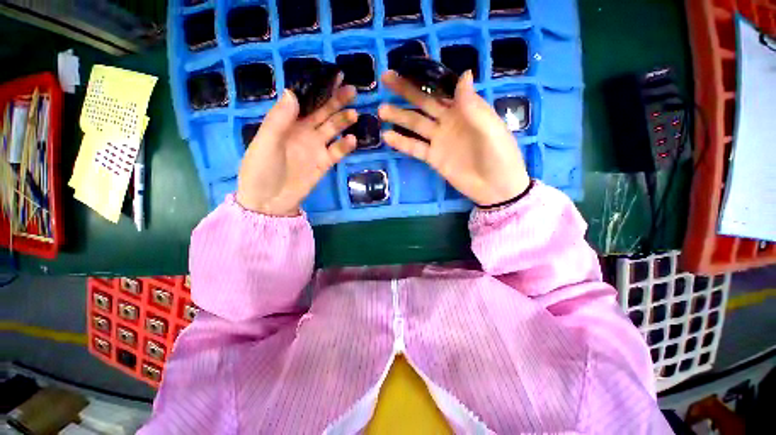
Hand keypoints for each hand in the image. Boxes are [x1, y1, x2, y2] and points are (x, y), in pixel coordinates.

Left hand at [237, 83, 357, 215]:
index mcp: (287, 122)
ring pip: (333, 130)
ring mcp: (316, 148)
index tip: (333, 76)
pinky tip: (351, 140)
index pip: (305, 100)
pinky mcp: (324, 163)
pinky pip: (336, 151)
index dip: (319, 88)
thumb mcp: (265, 143)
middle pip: (323, 112)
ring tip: (354, 114)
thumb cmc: (261, 170)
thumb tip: (293, 92)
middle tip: (352, 91)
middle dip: (336, 101)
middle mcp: (304, 132)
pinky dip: (345, 146)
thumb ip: (279, 120)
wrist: (269, 201)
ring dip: (343, 121)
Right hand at [378, 70, 529, 205]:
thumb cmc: (500, 156)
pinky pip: (415, 148)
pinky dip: (402, 143)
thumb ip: (474, 107)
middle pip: (424, 103)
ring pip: (416, 125)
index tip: (407, 66)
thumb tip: (464, 74)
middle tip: (386, 80)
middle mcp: (449, 121)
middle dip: (405, 91)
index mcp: (465, 109)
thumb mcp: (491, 130)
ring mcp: (439, 140)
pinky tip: (387, 137)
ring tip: (381, 111)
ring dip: (399, 117)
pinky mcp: (433, 158)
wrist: (495, 188)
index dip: (425, 77)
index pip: (442, 88)